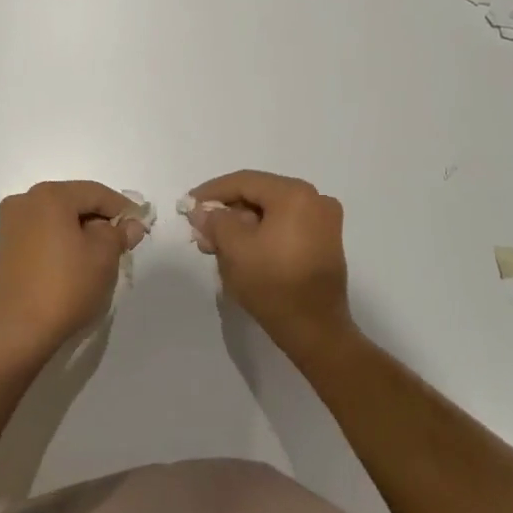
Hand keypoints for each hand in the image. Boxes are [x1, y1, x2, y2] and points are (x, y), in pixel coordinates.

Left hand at [0, 181, 145, 367]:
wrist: (16, 332)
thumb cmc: (65, 286)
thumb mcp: (104, 256)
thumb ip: (119, 233)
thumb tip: (130, 224)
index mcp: (49, 196)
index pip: (96, 193)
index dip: (122, 208)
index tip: (140, 225)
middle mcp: (24, 201)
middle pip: (74, 202)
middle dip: (100, 219)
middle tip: (122, 241)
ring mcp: (9, 225)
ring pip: (56, 218)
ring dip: (80, 231)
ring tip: (100, 255)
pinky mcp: (4, 248)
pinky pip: (41, 234)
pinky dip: (60, 242)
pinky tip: (74, 263)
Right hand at [187, 171, 352, 355]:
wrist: (316, 331)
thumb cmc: (273, 284)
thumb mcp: (235, 248)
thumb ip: (215, 221)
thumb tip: (201, 210)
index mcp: (295, 194)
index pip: (244, 182)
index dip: (212, 191)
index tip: (188, 204)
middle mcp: (315, 199)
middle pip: (259, 196)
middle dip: (226, 213)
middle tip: (200, 231)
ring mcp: (324, 222)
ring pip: (271, 213)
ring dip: (242, 226)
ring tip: (215, 246)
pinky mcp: (325, 243)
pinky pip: (285, 227)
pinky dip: (261, 234)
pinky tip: (240, 251)